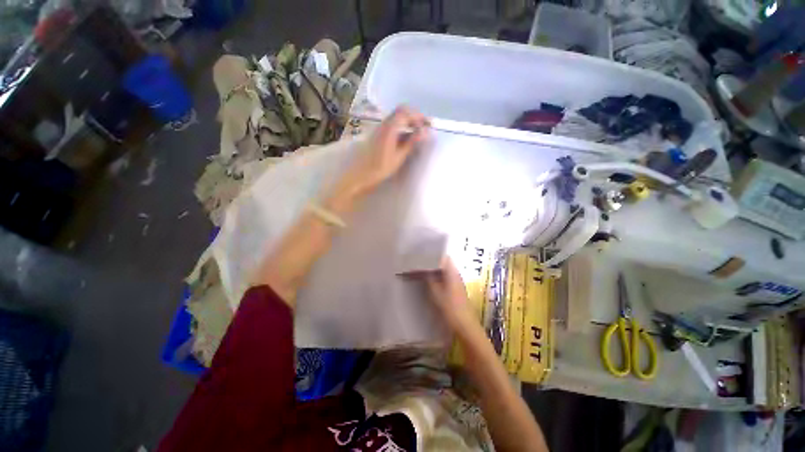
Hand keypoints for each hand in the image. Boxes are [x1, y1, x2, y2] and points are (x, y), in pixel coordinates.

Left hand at [342, 106, 430, 196]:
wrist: (360, 175)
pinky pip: (391, 126)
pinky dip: (401, 129)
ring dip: (407, 123)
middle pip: (400, 112)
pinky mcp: (377, 135)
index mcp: (389, 128)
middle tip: (423, 128)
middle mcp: (383, 124)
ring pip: (396, 119)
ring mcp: (379, 129)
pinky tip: (405, 140)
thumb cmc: (380, 168)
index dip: (418, 116)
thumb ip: (411, 143)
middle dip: (414, 118)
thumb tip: (424, 132)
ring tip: (417, 135)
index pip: (405, 112)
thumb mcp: (398, 157)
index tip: (427, 125)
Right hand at [423, 258, 473, 330]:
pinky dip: (437, 278)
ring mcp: (457, 283)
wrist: (465, 327)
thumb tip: (423, 269)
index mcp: (452, 272)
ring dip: (434, 271)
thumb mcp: (436, 293)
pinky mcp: (456, 291)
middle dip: (432, 262)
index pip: (444, 257)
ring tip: (421, 271)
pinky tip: (429, 282)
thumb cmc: (451, 309)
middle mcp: (456, 275)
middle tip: (419, 263)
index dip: (434, 254)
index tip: (422, 254)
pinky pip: (445, 279)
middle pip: (444, 264)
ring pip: (444, 272)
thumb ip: (429, 279)